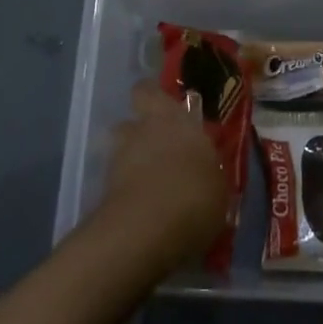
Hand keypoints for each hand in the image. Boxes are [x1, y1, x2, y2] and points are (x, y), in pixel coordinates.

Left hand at [98, 81, 230, 267]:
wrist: (146, 232)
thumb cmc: (193, 195)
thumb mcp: (219, 185)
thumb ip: (208, 170)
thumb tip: (205, 171)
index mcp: (171, 118)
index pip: (149, 91)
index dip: (152, 99)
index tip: (165, 112)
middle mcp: (141, 131)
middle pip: (129, 122)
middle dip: (139, 134)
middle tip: (159, 153)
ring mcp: (118, 160)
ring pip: (120, 154)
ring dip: (131, 166)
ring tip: (152, 190)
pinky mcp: (104, 192)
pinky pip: (117, 187)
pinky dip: (127, 196)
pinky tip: (145, 215)